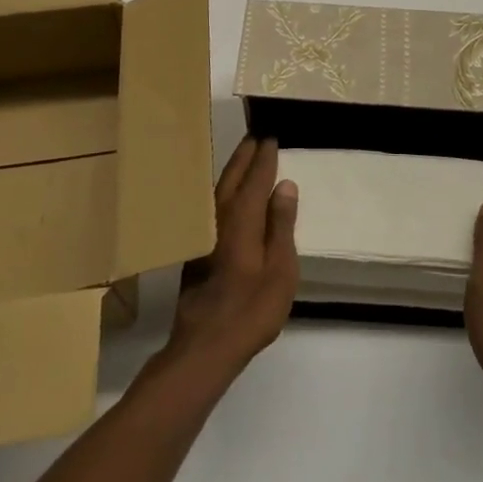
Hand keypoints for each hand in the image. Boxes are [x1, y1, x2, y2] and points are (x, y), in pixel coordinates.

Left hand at [165, 136, 299, 383]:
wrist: (205, 346)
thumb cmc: (251, 309)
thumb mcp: (281, 269)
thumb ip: (282, 224)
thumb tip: (285, 184)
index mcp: (243, 217)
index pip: (256, 177)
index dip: (265, 156)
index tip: (271, 135)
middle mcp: (220, 217)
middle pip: (233, 176)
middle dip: (245, 154)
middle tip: (256, 134)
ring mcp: (205, 233)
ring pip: (220, 189)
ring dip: (233, 169)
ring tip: (244, 155)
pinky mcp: (197, 248)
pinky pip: (214, 204)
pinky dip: (225, 189)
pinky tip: (229, 194)